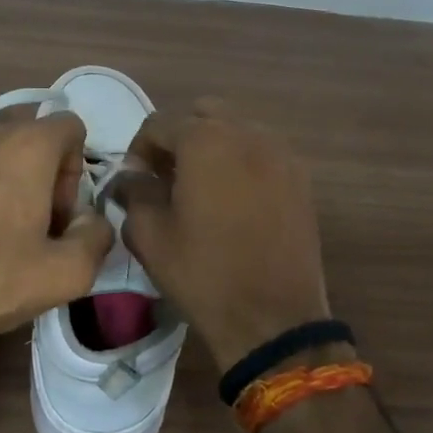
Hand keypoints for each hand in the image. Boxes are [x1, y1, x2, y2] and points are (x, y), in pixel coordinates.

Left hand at [0, 110, 115, 351]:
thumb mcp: (67, 273)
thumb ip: (97, 236)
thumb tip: (91, 220)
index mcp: (25, 145)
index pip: (70, 126)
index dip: (76, 170)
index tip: (61, 214)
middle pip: (28, 132)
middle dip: (41, 167)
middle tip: (34, 219)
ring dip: (3, 176)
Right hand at [115, 99, 331, 371]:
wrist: (274, 317)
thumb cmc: (203, 274)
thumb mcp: (149, 236)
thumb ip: (134, 194)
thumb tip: (132, 178)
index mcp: (205, 141)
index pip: (159, 124)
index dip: (138, 150)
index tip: (134, 183)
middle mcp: (247, 134)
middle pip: (202, 115)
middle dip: (178, 139)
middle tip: (167, 178)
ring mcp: (280, 154)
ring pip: (237, 130)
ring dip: (212, 147)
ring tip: (201, 189)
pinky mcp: (300, 179)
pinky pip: (262, 153)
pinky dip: (241, 162)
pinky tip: (233, 201)